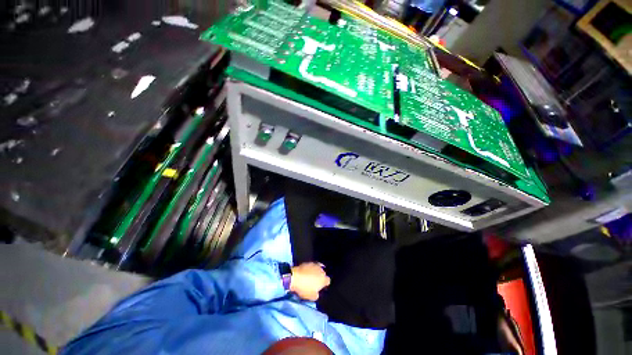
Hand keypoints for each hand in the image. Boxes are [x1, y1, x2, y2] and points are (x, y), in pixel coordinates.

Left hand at [290, 262, 330, 300]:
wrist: (295, 277)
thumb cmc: (304, 288)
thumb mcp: (312, 297)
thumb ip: (317, 295)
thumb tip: (317, 292)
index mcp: (323, 279)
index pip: (328, 281)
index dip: (324, 284)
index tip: (320, 287)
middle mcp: (321, 270)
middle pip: (323, 274)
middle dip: (320, 277)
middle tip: (315, 282)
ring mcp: (314, 265)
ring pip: (317, 268)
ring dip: (315, 272)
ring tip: (310, 276)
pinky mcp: (308, 262)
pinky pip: (311, 266)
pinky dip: (310, 268)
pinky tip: (306, 272)